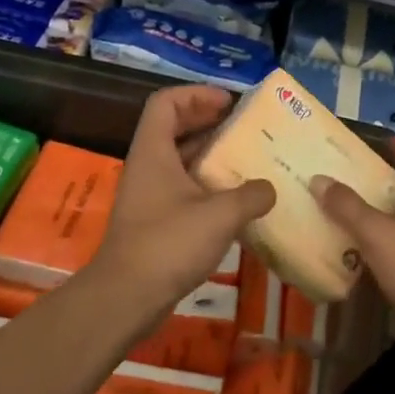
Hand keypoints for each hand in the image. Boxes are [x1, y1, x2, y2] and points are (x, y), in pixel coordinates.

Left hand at [93, 84, 274, 309]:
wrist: (125, 299)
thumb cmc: (168, 244)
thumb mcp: (220, 215)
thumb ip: (250, 195)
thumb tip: (269, 189)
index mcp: (154, 152)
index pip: (166, 102)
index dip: (196, 94)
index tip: (228, 103)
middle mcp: (148, 166)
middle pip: (173, 127)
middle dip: (208, 121)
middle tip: (243, 126)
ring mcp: (149, 195)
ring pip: (180, 160)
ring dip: (211, 155)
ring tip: (247, 159)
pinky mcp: (155, 222)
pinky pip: (183, 188)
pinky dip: (208, 185)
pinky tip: (235, 200)